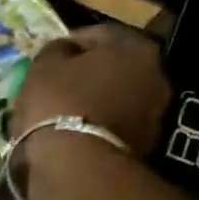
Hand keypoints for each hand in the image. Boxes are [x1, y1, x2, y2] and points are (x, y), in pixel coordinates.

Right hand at [12, 23, 170, 157]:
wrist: (76, 165)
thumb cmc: (58, 105)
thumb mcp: (43, 68)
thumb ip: (55, 51)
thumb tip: (63, 50)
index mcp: (133, 45)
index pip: (95, 34)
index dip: (67, 45)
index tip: (48, 60)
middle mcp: (155, 73)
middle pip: (113, 66)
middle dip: (88, 74)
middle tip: (59, 87)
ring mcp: (155, 111)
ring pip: (118, 97)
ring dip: (96, 101)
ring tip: (66, 114)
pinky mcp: (147, 143)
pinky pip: (117, 124)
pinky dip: (100, 125)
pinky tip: (77, 134)